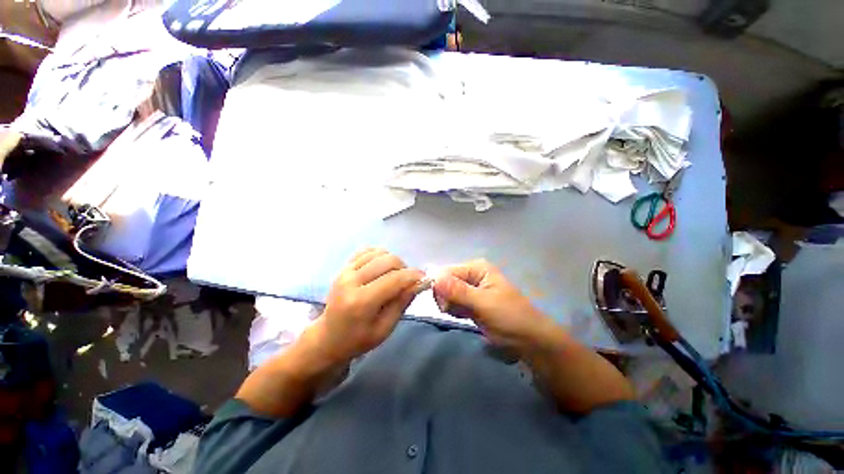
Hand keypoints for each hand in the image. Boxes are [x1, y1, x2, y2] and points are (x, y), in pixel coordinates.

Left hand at [311, 248, 423, 363]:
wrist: (328, 337)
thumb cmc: (358, 339)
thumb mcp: (384, 329)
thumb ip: (401, 303)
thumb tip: (418, 283)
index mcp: (361, 302)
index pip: (395, 279)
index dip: (413, 276)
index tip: (424, 278)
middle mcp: (352, 281)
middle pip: (388, 260)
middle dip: (405, 268)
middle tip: (407, 281)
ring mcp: (345, 271)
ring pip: (379, 252)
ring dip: (393, 261)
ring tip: (394, 275)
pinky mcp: (343, 267)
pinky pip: (367, 250)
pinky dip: (379, 255)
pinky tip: (381, 268)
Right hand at [433, 260, 559, 352]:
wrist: (530, 342)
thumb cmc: (510, 319)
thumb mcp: (484, 304)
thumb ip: (459, 291)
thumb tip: (434, 278)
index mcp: (476, 268)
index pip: (445, 272)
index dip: (440, 287)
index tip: (445, 305)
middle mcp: (471, 274)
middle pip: (444, 282)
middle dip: (446, 297)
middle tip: (457, 310)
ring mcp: (470, 288)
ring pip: (446, 293)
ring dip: (450, 305)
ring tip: (464, 314)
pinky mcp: (470, 301)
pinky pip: (452, 302)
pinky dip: (454, 310)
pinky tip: (464, 316)